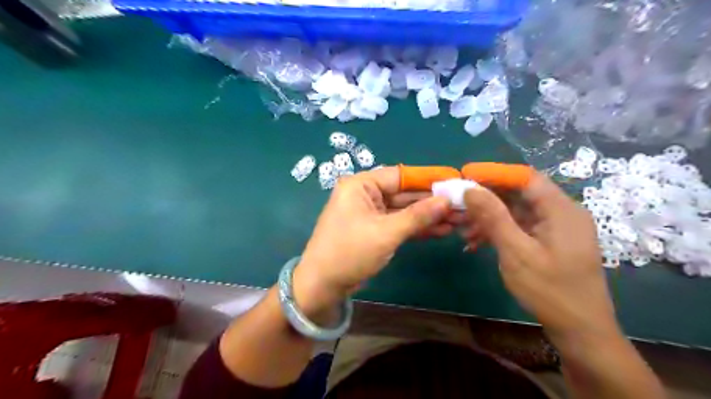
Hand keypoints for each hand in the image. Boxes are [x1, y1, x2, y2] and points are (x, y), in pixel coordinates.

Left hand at [295, 167, 448, 312]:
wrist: (322, 285)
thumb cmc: (349, 252)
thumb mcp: (386, 233)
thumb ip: (417, 216)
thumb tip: (446, 200)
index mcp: (361, 185)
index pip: (400, 176)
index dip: (428, 179)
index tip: (454, 182)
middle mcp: (365, 194)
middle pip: (404, 194)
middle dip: (432, 202)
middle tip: (462, 206)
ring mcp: (370, 213)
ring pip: (404, 210)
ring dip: (428, 216)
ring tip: (458, 220)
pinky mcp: (374, 230)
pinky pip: (399, 224)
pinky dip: (417, 228)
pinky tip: (441, 230)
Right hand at [464, 173, 620, 340]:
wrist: (581, 331)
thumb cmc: (550, 291)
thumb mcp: (516, 252)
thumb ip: (493, 217)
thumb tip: (471, 189)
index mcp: (561, 210)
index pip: (525, 177)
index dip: (494, 173)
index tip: (466, 174)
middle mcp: (561, 213)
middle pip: (519, 194)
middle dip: (487, 199)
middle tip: (459, 205)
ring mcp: (556, 228)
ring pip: (517, 211)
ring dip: (489, 218)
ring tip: (463, 230)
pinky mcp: (550, 242)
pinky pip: (521, 227)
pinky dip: (499, 231)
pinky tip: (477, 242)